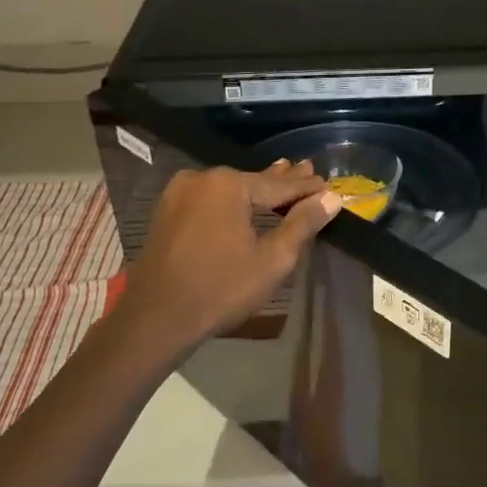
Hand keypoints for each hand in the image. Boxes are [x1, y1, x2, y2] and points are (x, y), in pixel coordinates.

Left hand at [117, 160, 341, 350]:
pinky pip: (211, 199)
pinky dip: (233, 200)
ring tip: (283, 174)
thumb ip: (302, 224)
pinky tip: (245, 199)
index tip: (330, 186)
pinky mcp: (167, 210)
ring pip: (230, 189)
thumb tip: (331, 198)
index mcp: (229, 185)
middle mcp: (203, 178)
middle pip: (254, 181)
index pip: (280, 185)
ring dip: (257, 189)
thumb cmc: (221, 289)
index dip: (307, 188)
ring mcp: (180, 192)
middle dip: (283, 181)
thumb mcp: (272, 259)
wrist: (156, 317)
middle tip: (310, 170)